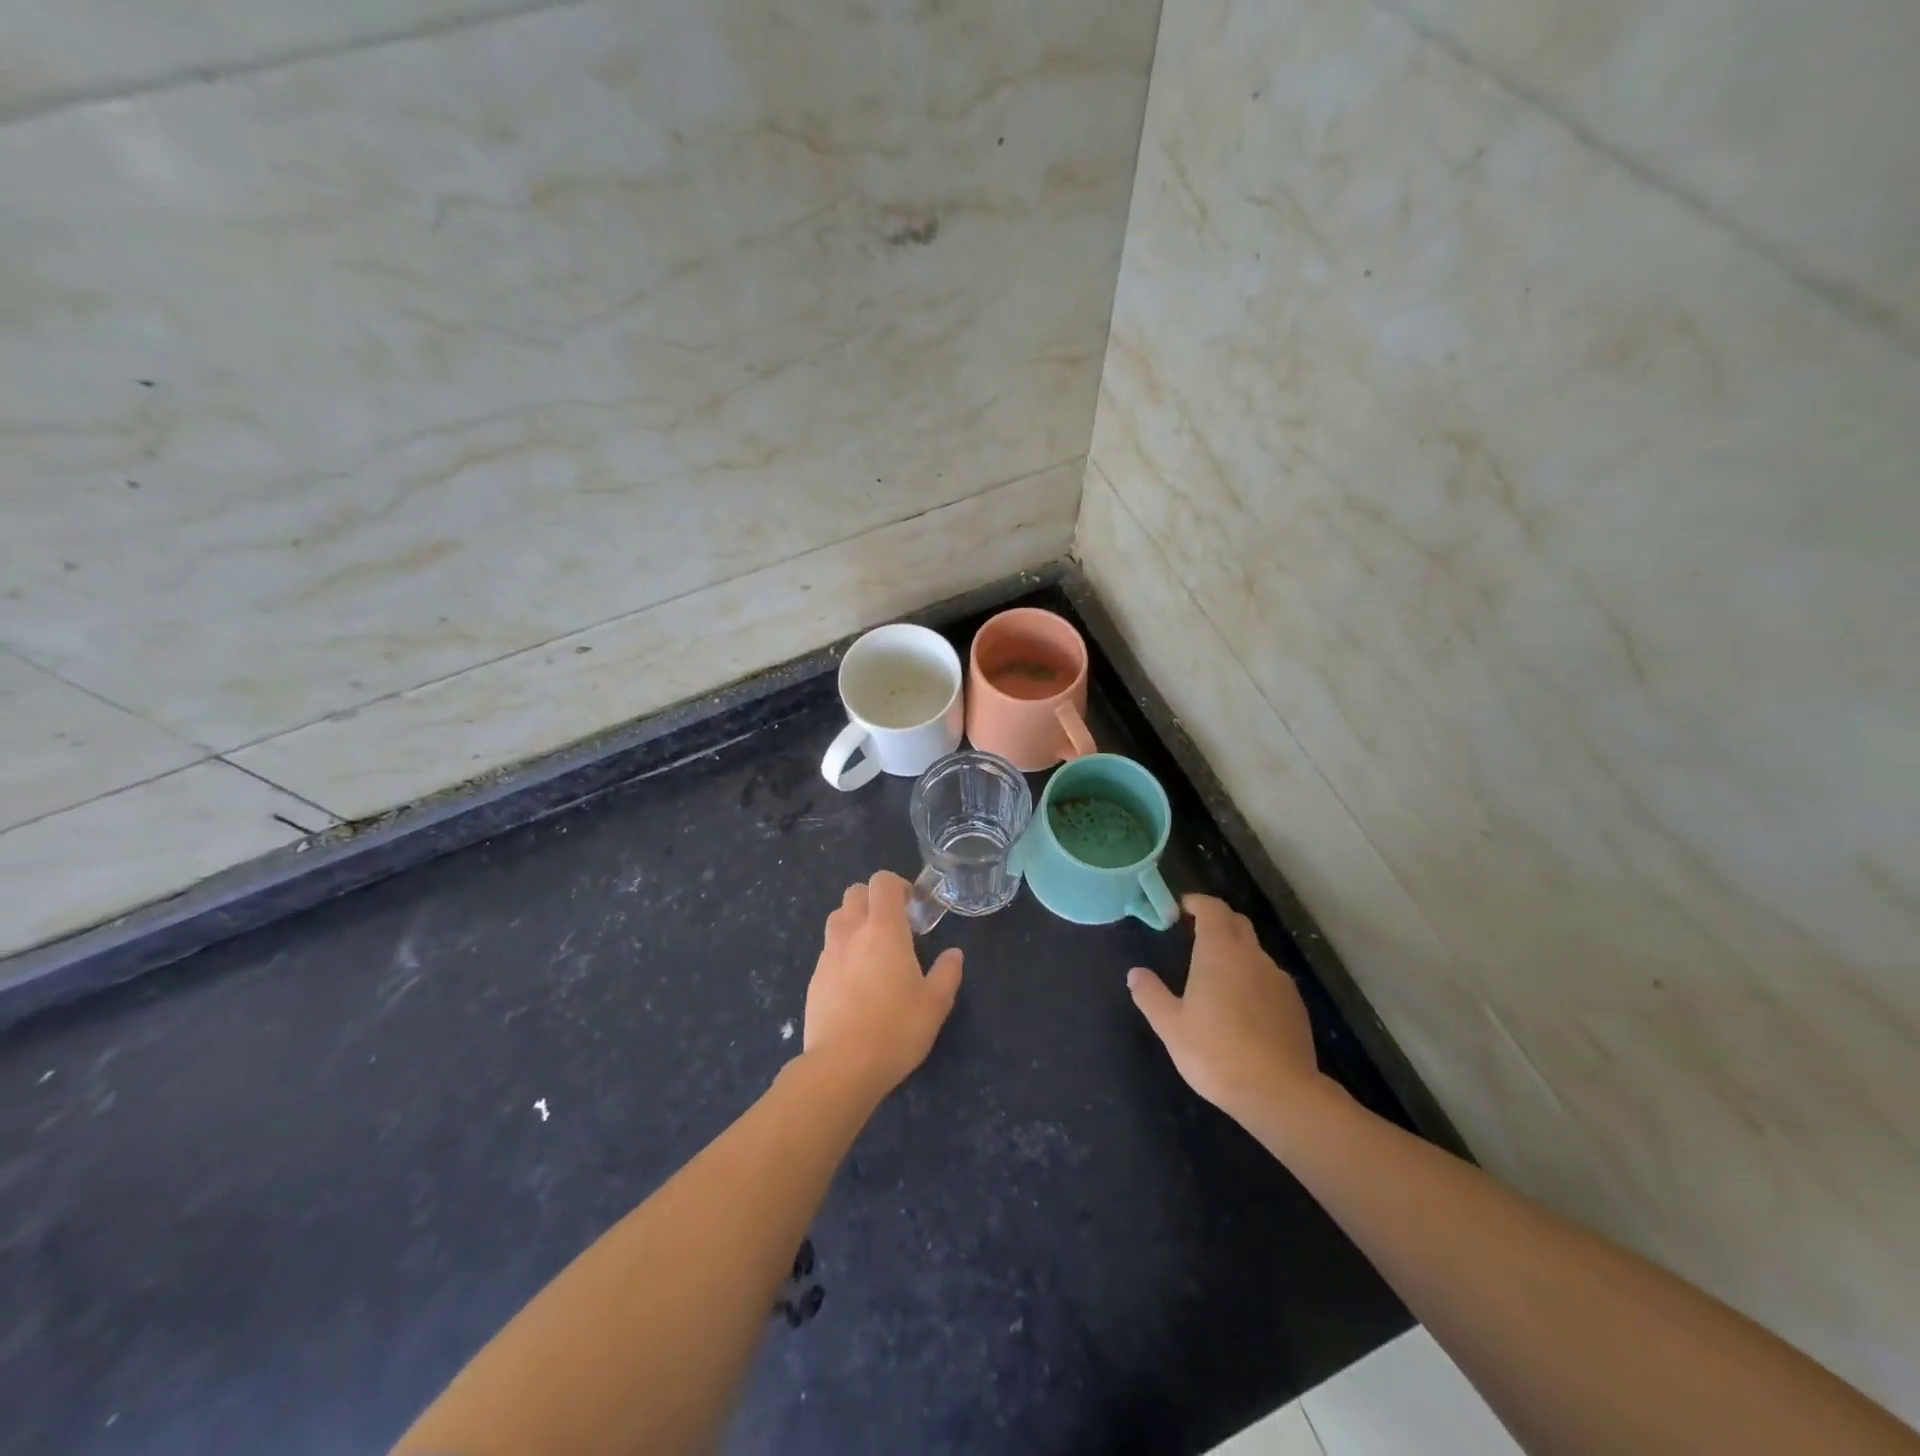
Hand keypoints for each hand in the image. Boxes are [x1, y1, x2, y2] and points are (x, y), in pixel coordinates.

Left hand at [804, 871, 963, 1101]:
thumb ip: (947, 973)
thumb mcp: (935, 1004)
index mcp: (884, 930)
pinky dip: (842, 950)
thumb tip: (954, 954)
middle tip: (894, 925)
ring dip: (855, 921)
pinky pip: (828, 949)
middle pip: (855, 892)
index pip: (882, 882)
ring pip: (837, 917)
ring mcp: (828, 954)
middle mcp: (852, 932)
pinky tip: (856, 981)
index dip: (897, 885)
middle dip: (874, 899)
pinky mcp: (815, 978)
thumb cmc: (896, 1029)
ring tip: (872, 949)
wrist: (842, 1067)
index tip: (912, 906)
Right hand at [1128, 894, 1322, 1123]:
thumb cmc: (1216, 1053)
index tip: (1180, 909)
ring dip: (1235, 952)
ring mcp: (1279, 980)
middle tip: (1193, 935)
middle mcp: (1253, 957)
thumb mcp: (1171, 1026)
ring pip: (1254, 952)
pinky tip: (1242, 1009)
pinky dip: (1252, 979)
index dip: (1196, 903)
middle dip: (1216, 921)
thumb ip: (1150, 995)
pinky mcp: (1295, 1005)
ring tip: (1216, 977)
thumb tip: (1135, 973)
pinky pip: (1269, 979)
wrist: (1280, 1093)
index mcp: (1220, 952)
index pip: (1212, 908)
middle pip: (1237, 923)